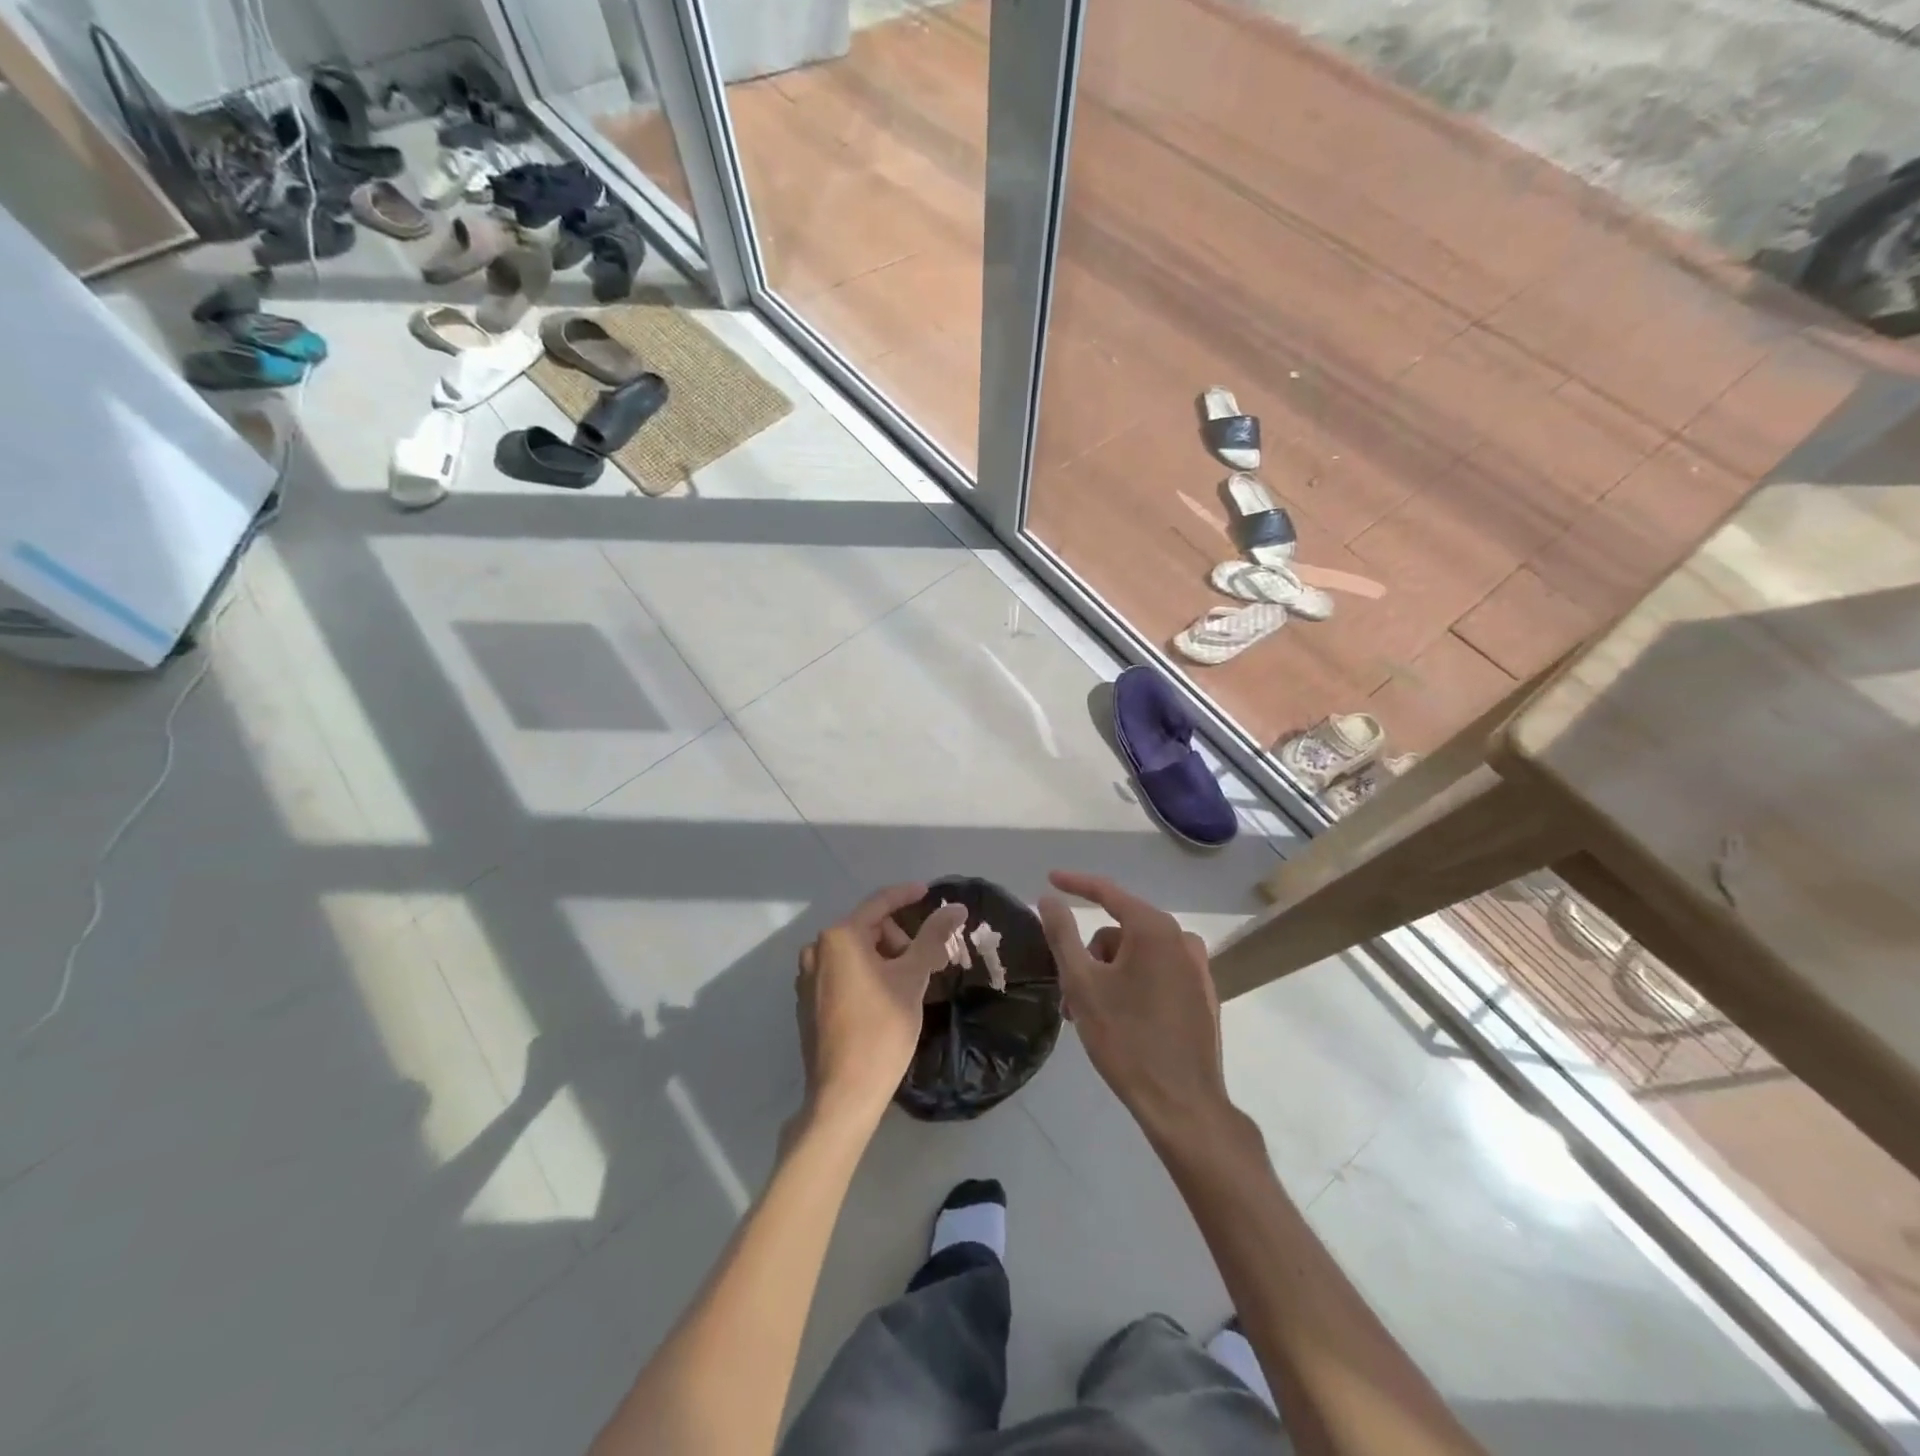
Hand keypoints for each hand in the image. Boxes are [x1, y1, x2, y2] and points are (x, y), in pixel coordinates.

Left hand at [796, 885, 966, 1128]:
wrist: (843, 1094)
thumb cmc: (881, 1029)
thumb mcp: (913, 978)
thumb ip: (933, 937)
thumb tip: (956, 907)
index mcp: (839, 937)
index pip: (879, 903)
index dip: (907, 895)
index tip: (930, 893)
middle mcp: (817, 951)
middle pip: (868, 929)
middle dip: (899, 939)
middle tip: (927, 963)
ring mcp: (808, 979)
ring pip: (855, 954)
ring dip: (885, 959)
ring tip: (909, 985)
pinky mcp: (808, 1003)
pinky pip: (843, 974)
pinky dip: (867, 976)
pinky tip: (885, 1000)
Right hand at [1037, 871, 1232, 1141]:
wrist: (1183, 1104)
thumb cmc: (1126, 1038)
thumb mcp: (1082, 983)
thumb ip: (1062, 934)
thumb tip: (1049, 898)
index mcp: (1154, 929)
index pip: (1107, 892)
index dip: (1075, 884)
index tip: (1049, 880)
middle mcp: (1181, 939)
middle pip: (1120, 931)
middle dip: (1090, 955)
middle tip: (1070, 993)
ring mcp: (1197, 968)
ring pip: (1137, 955)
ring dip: (1108, 975)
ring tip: (1091, 1015)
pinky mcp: (1203, 995)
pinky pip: (1157, 973)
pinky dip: (1133, 985)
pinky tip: (1122, 1020)